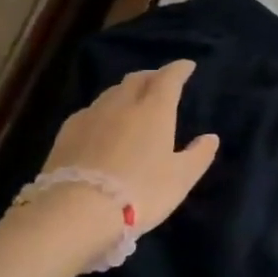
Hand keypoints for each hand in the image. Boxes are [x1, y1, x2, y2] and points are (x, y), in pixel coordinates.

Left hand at [38, 61, 220, 233]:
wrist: (77, 210)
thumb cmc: (141, 192)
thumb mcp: (181, 178)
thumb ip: (199, 155)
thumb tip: (210, 137)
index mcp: (154, 110)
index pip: (168, 79)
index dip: (179, 69)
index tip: (187, 66)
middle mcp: (121, 105)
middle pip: (137, 79)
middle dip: (152, 76)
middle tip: (161, 81)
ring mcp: (90, 116)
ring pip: (111, 93)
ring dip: (126, 91)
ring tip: (133, 101)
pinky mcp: (66, 133)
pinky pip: (91, 111)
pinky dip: (104, 110)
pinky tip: (104, 124)